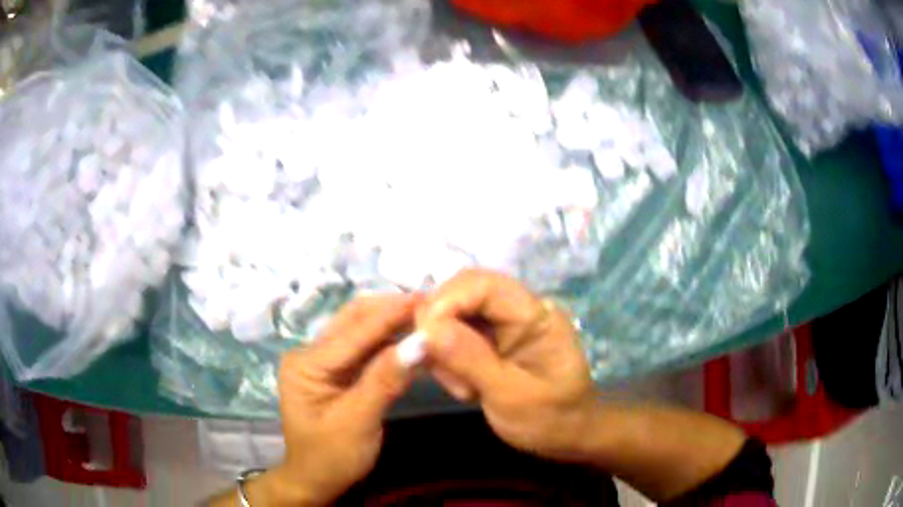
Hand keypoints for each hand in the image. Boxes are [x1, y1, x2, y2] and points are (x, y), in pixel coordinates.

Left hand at [272, 294, 417, 504]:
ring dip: (392, 322)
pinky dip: (389, 342)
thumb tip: (420, 342)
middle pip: (354, 320)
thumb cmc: (331, 457)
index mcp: (306, 363)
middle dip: (392, 309)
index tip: (429, 298)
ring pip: (361, 330)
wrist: (316, 481)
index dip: (392, 313)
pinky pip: (365, 349)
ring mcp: (323, 360)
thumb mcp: (357, 422)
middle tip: (432, 304)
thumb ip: (385, 380)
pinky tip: (412, 338)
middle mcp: (310, 353)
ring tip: (427, 316)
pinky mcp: (337, 371)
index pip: (354, 331)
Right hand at [417, 269, 597, 460]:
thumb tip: (428, 329)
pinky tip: (462, 385)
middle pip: (462, 292)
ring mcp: (503, 324)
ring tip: (461, 387)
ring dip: (442, 347)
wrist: (566, 434)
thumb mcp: (511, 396)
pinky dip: (446, 357)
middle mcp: (518, 310)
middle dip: (440, 325)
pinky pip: (454, 334)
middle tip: (437, 367)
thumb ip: (472, 360)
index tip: (425, 339)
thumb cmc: (549, 419)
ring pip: (453, 313)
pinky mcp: (491, 340)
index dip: (446, 302)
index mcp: (535, 315)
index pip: (483, 284)